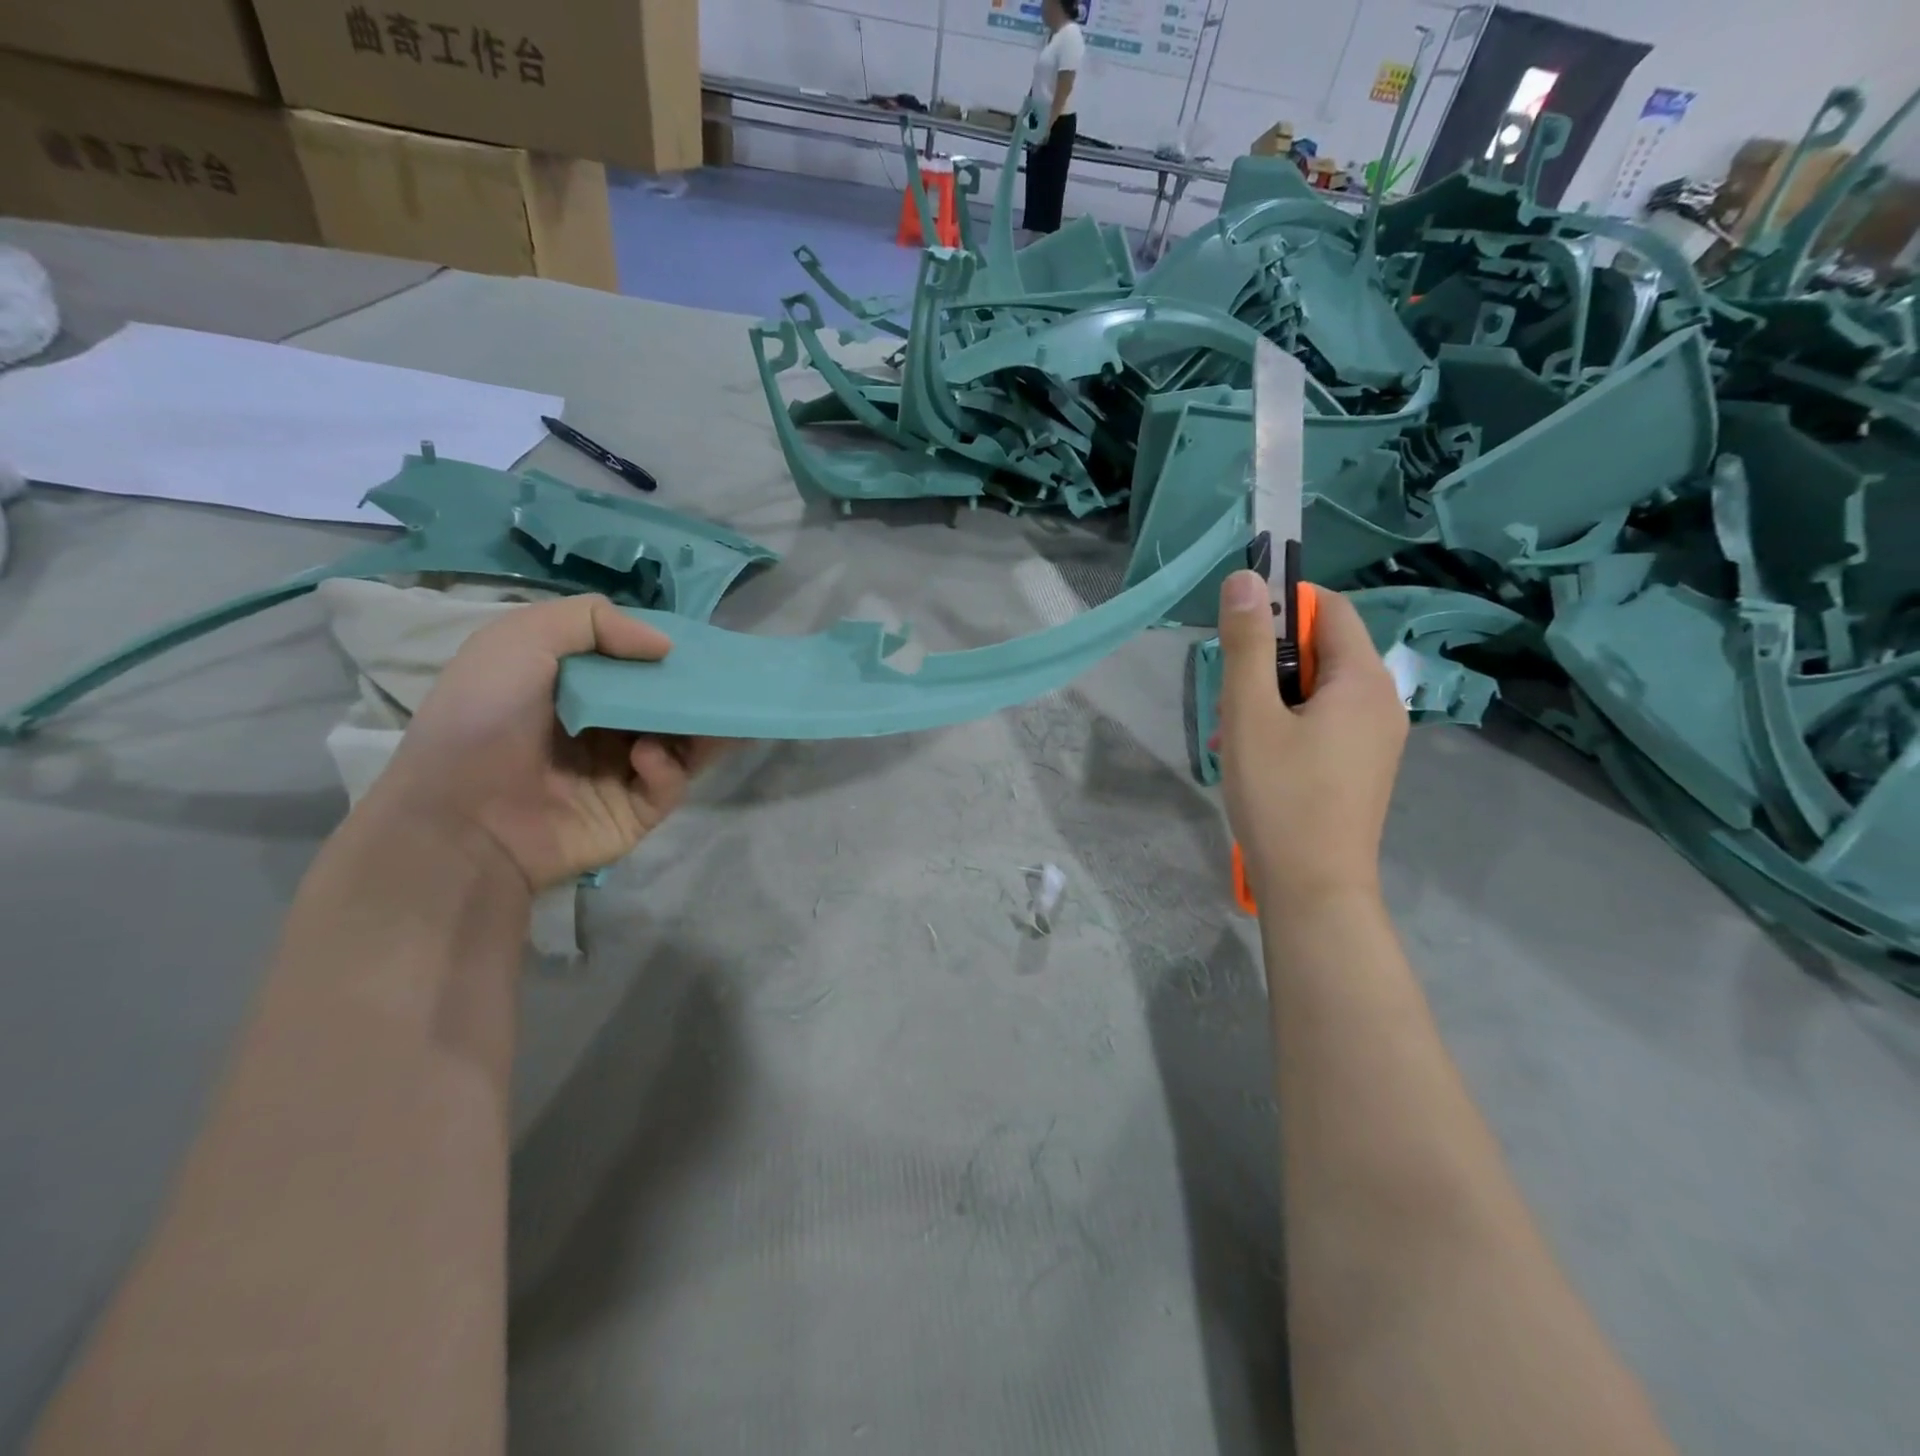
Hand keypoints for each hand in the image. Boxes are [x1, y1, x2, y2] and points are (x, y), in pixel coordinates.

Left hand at [369, 595, 723, 893]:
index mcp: (572, 689)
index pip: (632, 665)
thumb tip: (665, 646)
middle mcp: (600, 729)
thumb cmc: (483, 719)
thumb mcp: (520, 641)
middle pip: (664, 705)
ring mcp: (619, 773)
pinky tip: (645, 757)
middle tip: (729, 679)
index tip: (697, 643)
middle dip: (694, 692)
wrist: (458, 819)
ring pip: (680, 745)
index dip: (663, 652)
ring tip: (716, 713)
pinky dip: (666, 767)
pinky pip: (668, 785)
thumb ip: (591, 621)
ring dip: (700, 728)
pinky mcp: (634, 813)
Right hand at [1216, 571, 1407, 912]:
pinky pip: (1325, 722)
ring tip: (1236, 735)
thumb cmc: (1280, 796)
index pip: (1329, 608)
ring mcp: (1377, 738)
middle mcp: (1382, 702)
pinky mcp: (1363, 766)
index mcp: (1364, 680)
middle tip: (1230, 700)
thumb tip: (1246, 579)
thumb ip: (1247, 644)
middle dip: (1269, 663)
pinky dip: (1288, 724)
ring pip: (1318, 690)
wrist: (1315, 888)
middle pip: (1322, 650)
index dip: (1283, 605)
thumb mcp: (1250, 713)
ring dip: (1272, 697)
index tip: (1238, 633)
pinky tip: (1257, 758)